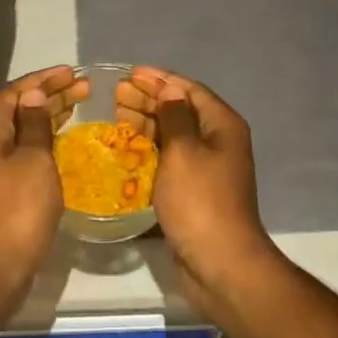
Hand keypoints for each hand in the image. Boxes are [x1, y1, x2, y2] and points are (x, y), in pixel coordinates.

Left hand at [0, 65, 84, 288]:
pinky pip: (27, 152)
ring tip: (79, 107)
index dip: (43, 79)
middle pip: (19, 109)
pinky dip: (47, 141)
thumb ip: (35, 125)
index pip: (16, 92)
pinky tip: (66, 144)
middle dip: (51, 95)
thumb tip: (33, 96)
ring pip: (24, 131)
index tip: (71, 73)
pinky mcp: (4, 190)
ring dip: (50, 117)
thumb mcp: (33, 159)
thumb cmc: (17, 207)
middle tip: (84, 88)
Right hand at [123, 67, 278, 313]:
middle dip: (149, 99)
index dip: (159, 79)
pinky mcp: (194, 190)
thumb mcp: (183, 151)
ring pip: (173, 135)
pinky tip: (126, 148)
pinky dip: (150, 150)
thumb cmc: (200, 201)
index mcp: (222, 125)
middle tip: (115, 95)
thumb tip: (170, 89)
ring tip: (115, 115)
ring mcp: (207, 168)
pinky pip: (170, 159)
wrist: (220, 264)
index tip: (129, 73)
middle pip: (180, 110)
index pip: (189, 89)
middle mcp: (218, 141)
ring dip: (146, 123)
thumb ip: (174, 116)